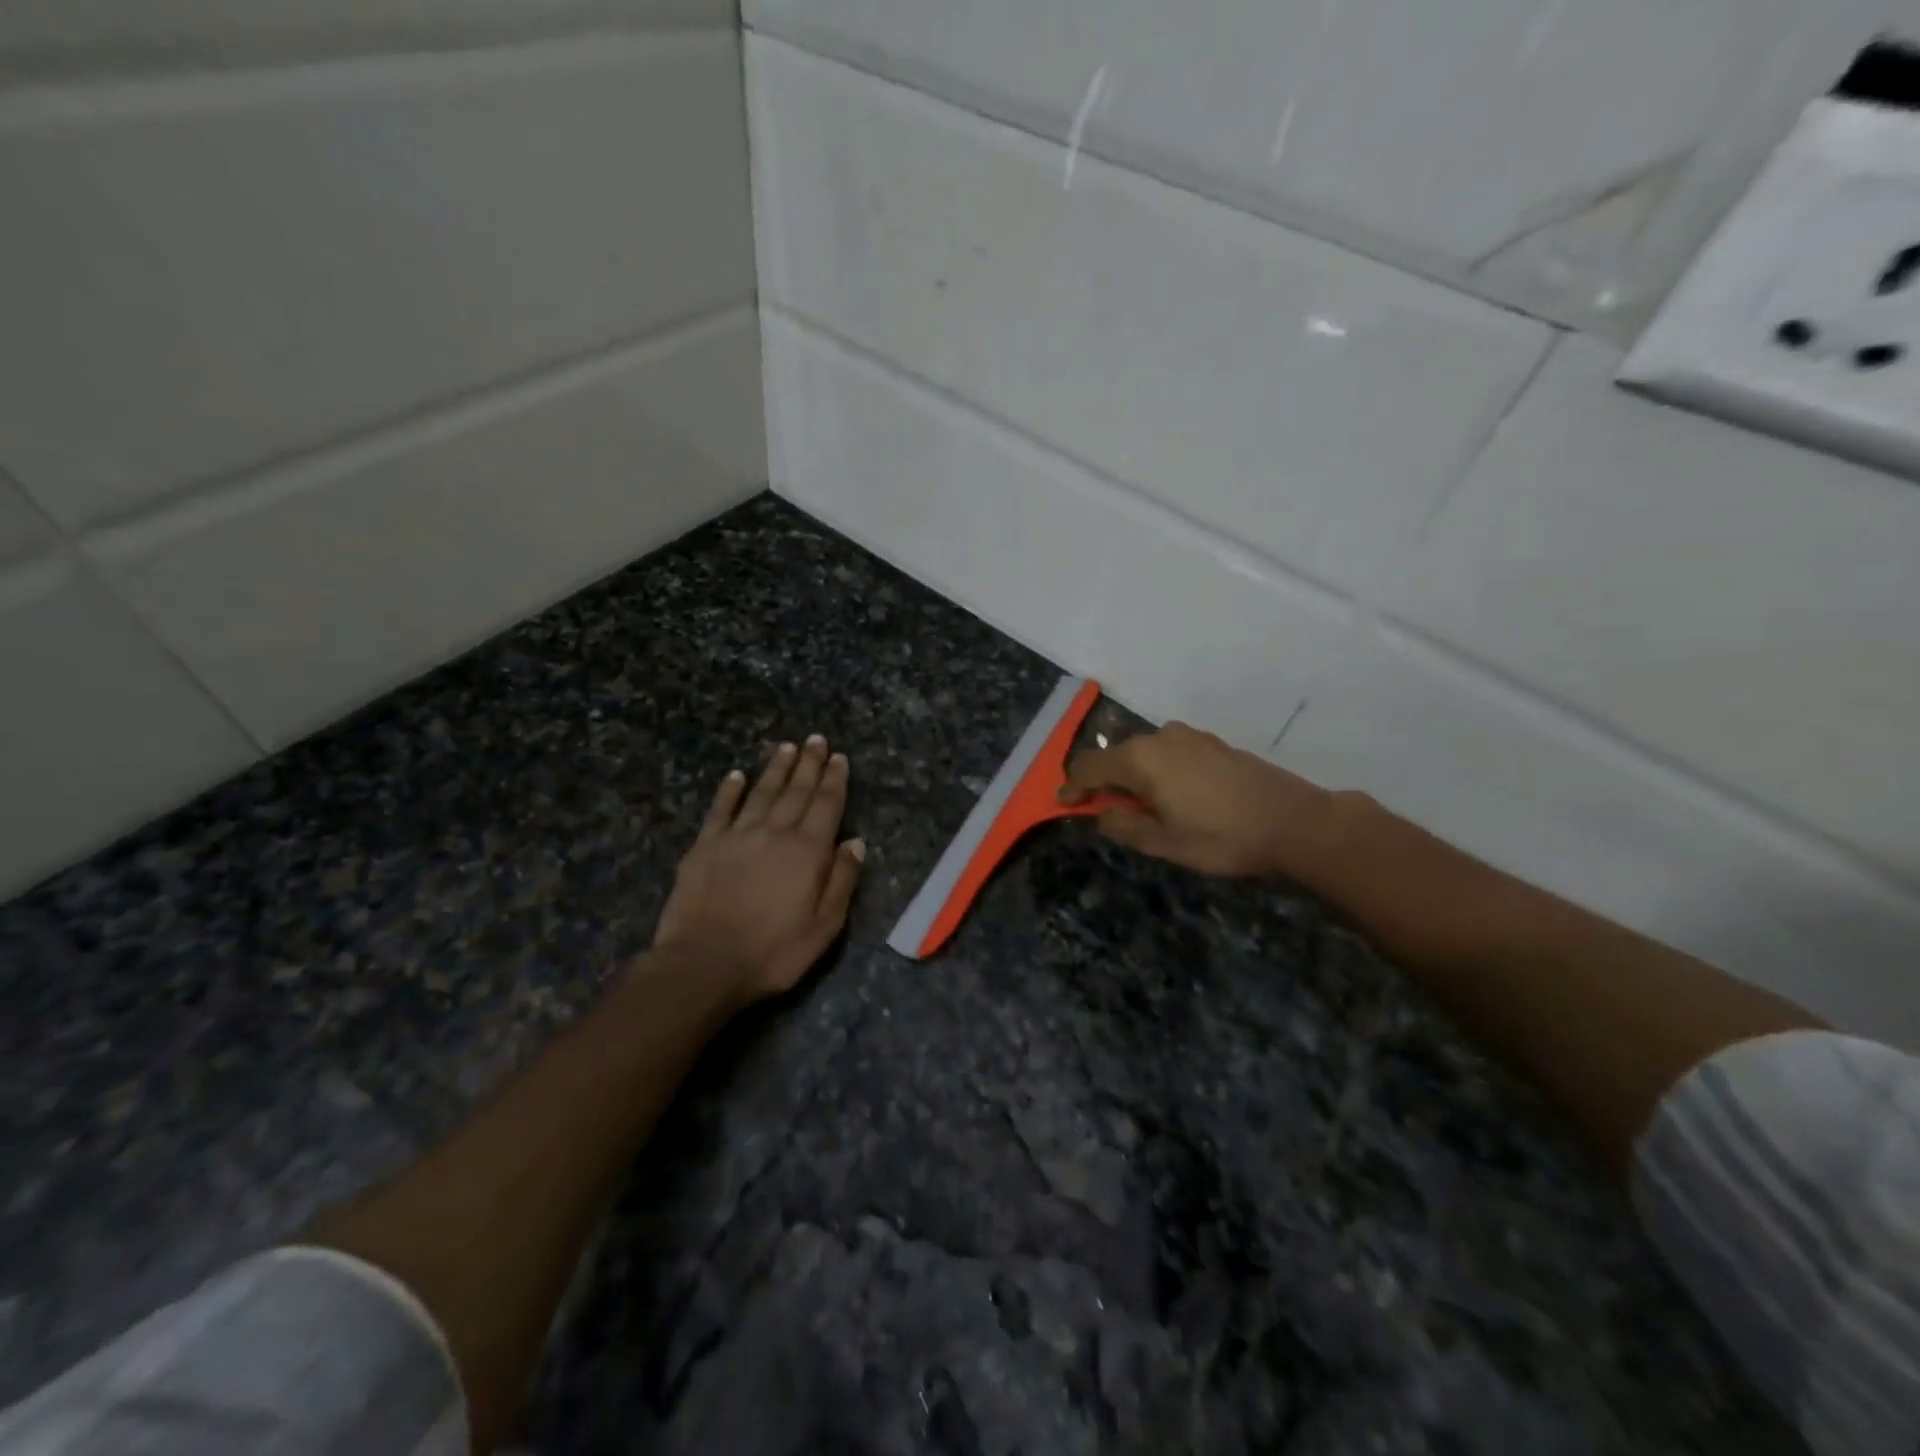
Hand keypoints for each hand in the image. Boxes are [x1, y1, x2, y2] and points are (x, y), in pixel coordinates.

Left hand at [653, 735, 865, 1004]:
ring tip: (786, 747)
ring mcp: (737, 835)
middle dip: (809, 764)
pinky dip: (730, 790)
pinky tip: (736, 775)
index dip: (834, 780)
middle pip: (796, 791)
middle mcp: (775, 832)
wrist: (703, 963)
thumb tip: (855, 842)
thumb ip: (842, 880)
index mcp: (807, 851)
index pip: (826, 805)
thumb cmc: (772, 952)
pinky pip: (721, 809)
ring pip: (762, 792)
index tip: (839, 758)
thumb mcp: (824, 926)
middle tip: (816, 739)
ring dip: (776, 769)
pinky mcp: (705, 845)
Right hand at [1063, 721, 1340, 878]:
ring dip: (1133, 778)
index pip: (1088, 766)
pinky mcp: (1212, 743)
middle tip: (1106, 814)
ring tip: (1144, 809)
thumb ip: (1124, 825)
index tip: (1065, 807)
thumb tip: (1102, 813)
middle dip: (1103, 784)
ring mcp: (1189, 736)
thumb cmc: (1222, 837)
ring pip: (1144, 754)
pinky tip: (1175, 797)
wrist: (1294, 822)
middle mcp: (1160, 737)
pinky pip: (1170, 753)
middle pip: (1115, 756)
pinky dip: (1159, 771)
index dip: (1072, 788)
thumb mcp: (1164, 843)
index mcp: (1140, 760)